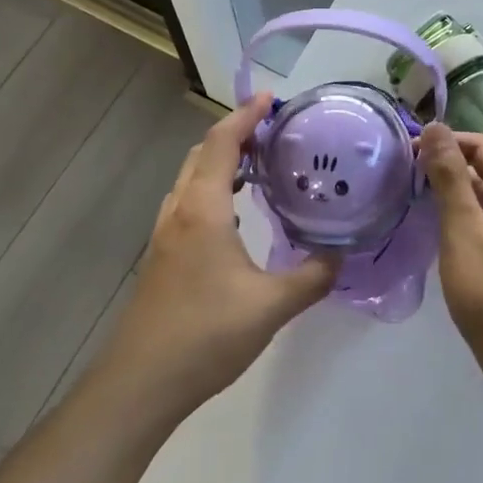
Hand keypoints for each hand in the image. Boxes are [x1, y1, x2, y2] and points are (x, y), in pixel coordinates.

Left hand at [102, 92, 339, 421]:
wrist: (140, 384)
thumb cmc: (206, 335)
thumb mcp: (271, 306)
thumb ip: (312, 276)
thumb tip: (342, 254)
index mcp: (204, 209)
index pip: (223, 143)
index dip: (246, 115)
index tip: (271, 98)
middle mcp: (180, 211)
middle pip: (202, 153)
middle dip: (235, 133)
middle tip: (272, 131)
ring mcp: (165, 234)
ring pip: (191, 177)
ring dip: (220, 160)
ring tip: (258, 164)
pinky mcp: (161, 256)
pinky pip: (187, 201)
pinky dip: (211, 187)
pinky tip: (234, 213)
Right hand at [420, 125, 482, 373]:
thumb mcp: (463, 228)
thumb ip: (448, 176)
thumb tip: (435, 126)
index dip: (447, 142)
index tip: (407, 152)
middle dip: (448, 166)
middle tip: (405, 176)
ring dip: (454, 193)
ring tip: (414, 199)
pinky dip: (464, 218)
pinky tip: (438, 231)